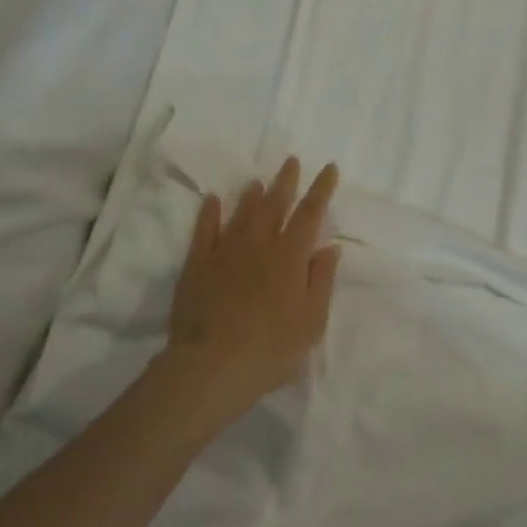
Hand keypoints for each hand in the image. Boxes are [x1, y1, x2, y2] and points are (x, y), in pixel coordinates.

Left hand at [168, 158, 340, 423]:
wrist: (212, 365)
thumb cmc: (272, 348)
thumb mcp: (312, 321)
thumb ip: (321, 280)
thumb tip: (329, 246)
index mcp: (290, 257)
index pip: (310, 214)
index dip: (321, 189)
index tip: (329, 168)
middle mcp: (259, 245)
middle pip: (274, 205)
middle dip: (286, 182)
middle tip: (291, 161)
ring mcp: (225, 253)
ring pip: (241, 214)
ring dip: (252, 195)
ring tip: (260, 181)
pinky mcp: (197, 265)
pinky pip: (204, 231)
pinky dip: (210, 212)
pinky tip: (213, 200)